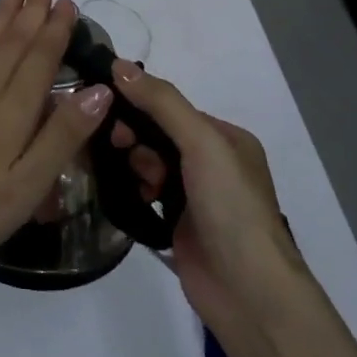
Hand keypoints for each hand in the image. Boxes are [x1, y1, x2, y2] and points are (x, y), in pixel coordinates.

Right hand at [108, 61, 299, 326]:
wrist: (247, 291)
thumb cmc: (231, 207)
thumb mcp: (201, 143)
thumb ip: (162, 103)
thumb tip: (118, 64)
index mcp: (226, 139)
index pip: (172, 108)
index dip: (140, 104)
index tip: (108, 108)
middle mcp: (212, 164)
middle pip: (157, 135)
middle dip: (135, 138)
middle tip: (118, 147)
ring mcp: (194, 196)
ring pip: (148, 164)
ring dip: (134, 165)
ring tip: (135, 181)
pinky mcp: (177, 224)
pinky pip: (144, 193)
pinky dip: (132, 189)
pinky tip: (125, 194)